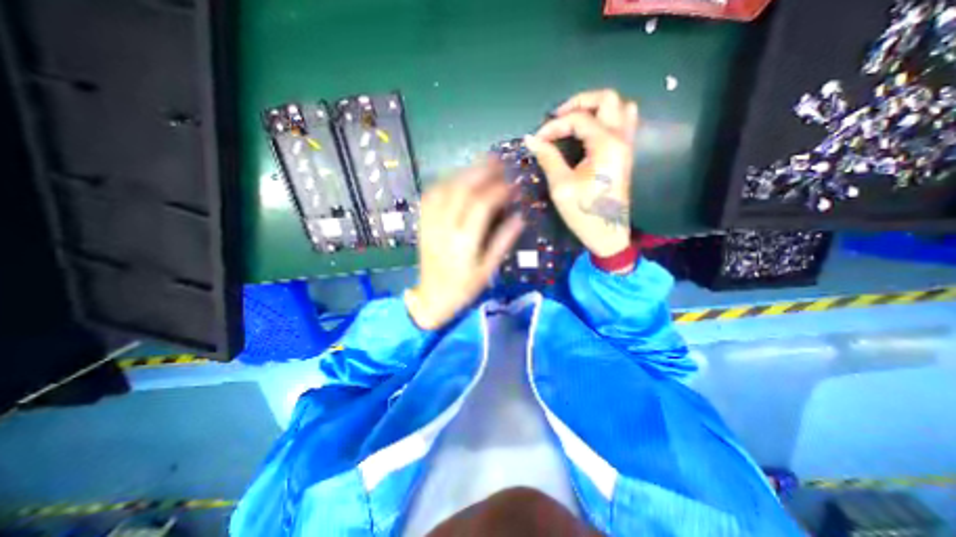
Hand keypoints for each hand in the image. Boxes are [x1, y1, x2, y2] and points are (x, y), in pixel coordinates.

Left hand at [403, 162, 521, 330]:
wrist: (432, 298)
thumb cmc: (464, 287)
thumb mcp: (488, 269)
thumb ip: (503, 241)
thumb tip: (521, 216)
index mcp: (464, 242)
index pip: (481, 205)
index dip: (499, 190)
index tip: (513, 184)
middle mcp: (444, 228)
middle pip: (461, 190)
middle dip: (481, 171)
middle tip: (498, 160)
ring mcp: (430, 224)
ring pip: (444, 188)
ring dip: (463, 172)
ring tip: (480, 164)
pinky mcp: (422, 223)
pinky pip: (430, 195)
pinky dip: (445, 181)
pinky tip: (457, 177)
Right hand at [526, 88, 636, 258]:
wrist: (607, 233)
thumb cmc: (584, 212)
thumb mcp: (561, 186)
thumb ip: (548, 158)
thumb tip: (531, 139)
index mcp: (605, 145)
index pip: (578, 119)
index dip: (554, 126)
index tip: (537, 140)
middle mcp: (620, 139)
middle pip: (608, 99)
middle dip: (579, 102)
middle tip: (558, 117)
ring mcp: (626, 146)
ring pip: (620, 107)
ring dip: (596, 108)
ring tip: (575, 121)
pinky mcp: (624, 155)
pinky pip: (623, 123)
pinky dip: (606, 119)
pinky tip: (589, 133)